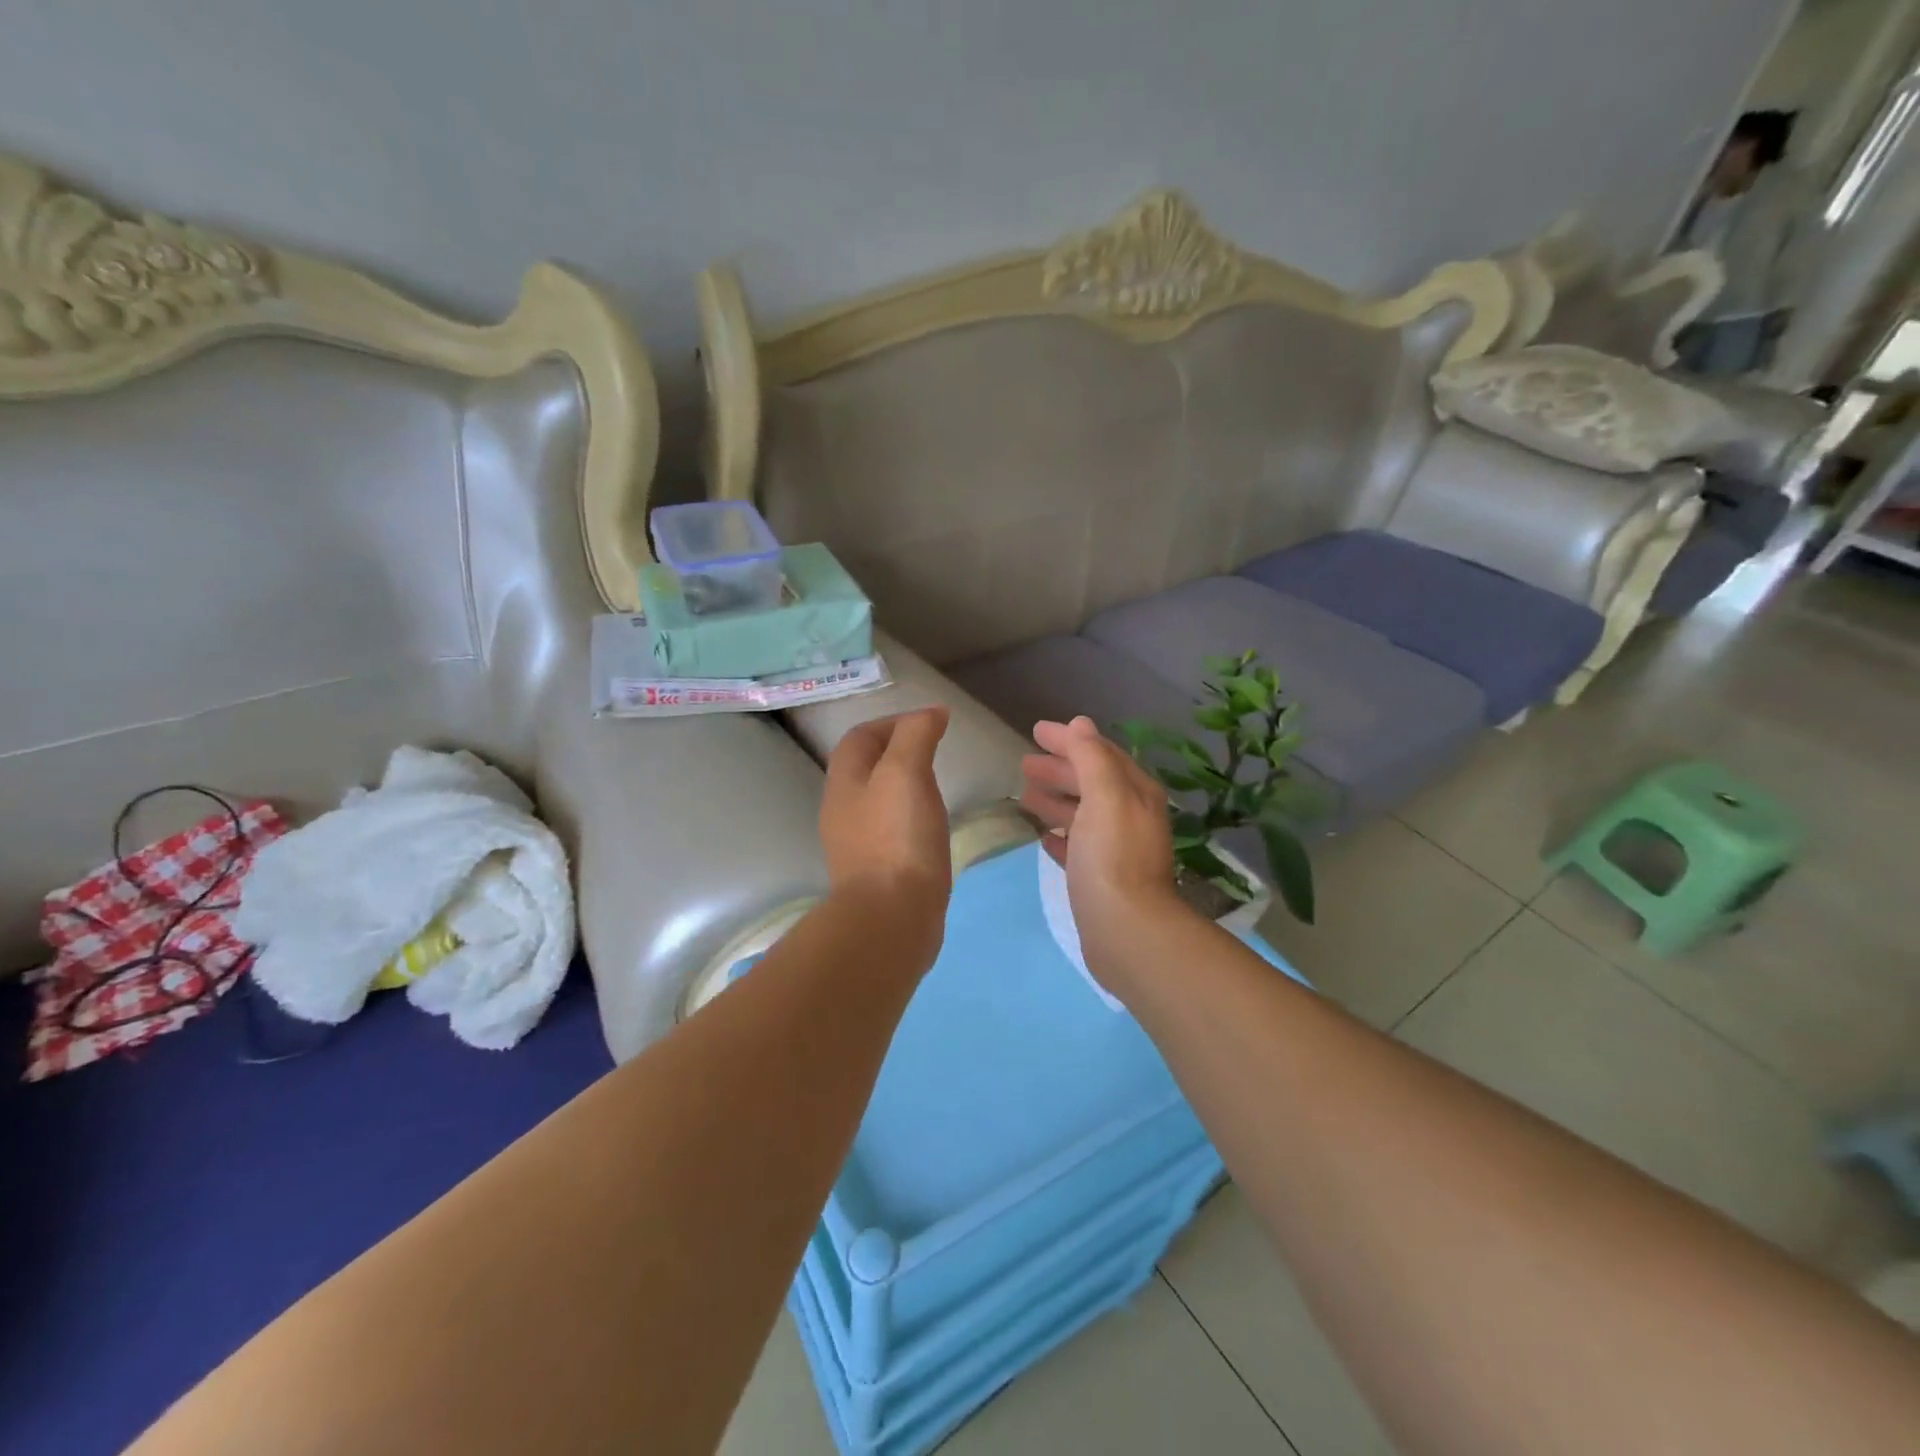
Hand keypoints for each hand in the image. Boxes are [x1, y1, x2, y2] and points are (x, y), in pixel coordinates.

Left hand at [820, 708, 952, 939]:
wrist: (892, 918)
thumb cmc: (898, 838)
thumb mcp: (906, 773)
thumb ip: (916, 735)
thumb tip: (931, 712)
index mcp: (843, 783)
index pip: (860, 738)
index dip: (892, 722)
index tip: (930, 723)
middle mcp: (842, 811)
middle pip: (864, 768)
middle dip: (895, 751)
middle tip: (934, 752)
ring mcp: (856, 844)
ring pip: (876, 800)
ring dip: (902, 785)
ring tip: (935, 786)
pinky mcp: (875, 872)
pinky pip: (889, 831)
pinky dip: (908, 817)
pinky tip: (930, 827)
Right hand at [1020, 716, 1189, 981]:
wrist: (1126, 930)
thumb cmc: (1112, 857)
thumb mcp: (1104, 796)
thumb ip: (1091, 757)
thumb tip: (1080, 724)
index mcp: (1134, 792)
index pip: (1099, 753)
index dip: (1069, 740)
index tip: (1035, 731)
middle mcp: (1129, 816)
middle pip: (1090, 782)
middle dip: (1060, 769)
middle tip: (1025, 763)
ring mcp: (1116, 849)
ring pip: (1082, 813)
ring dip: (1056, 800)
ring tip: (1025, 795)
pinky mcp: (1100, 878)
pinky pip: (1077, 846)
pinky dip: (1061, 835)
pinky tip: (1043, 836)